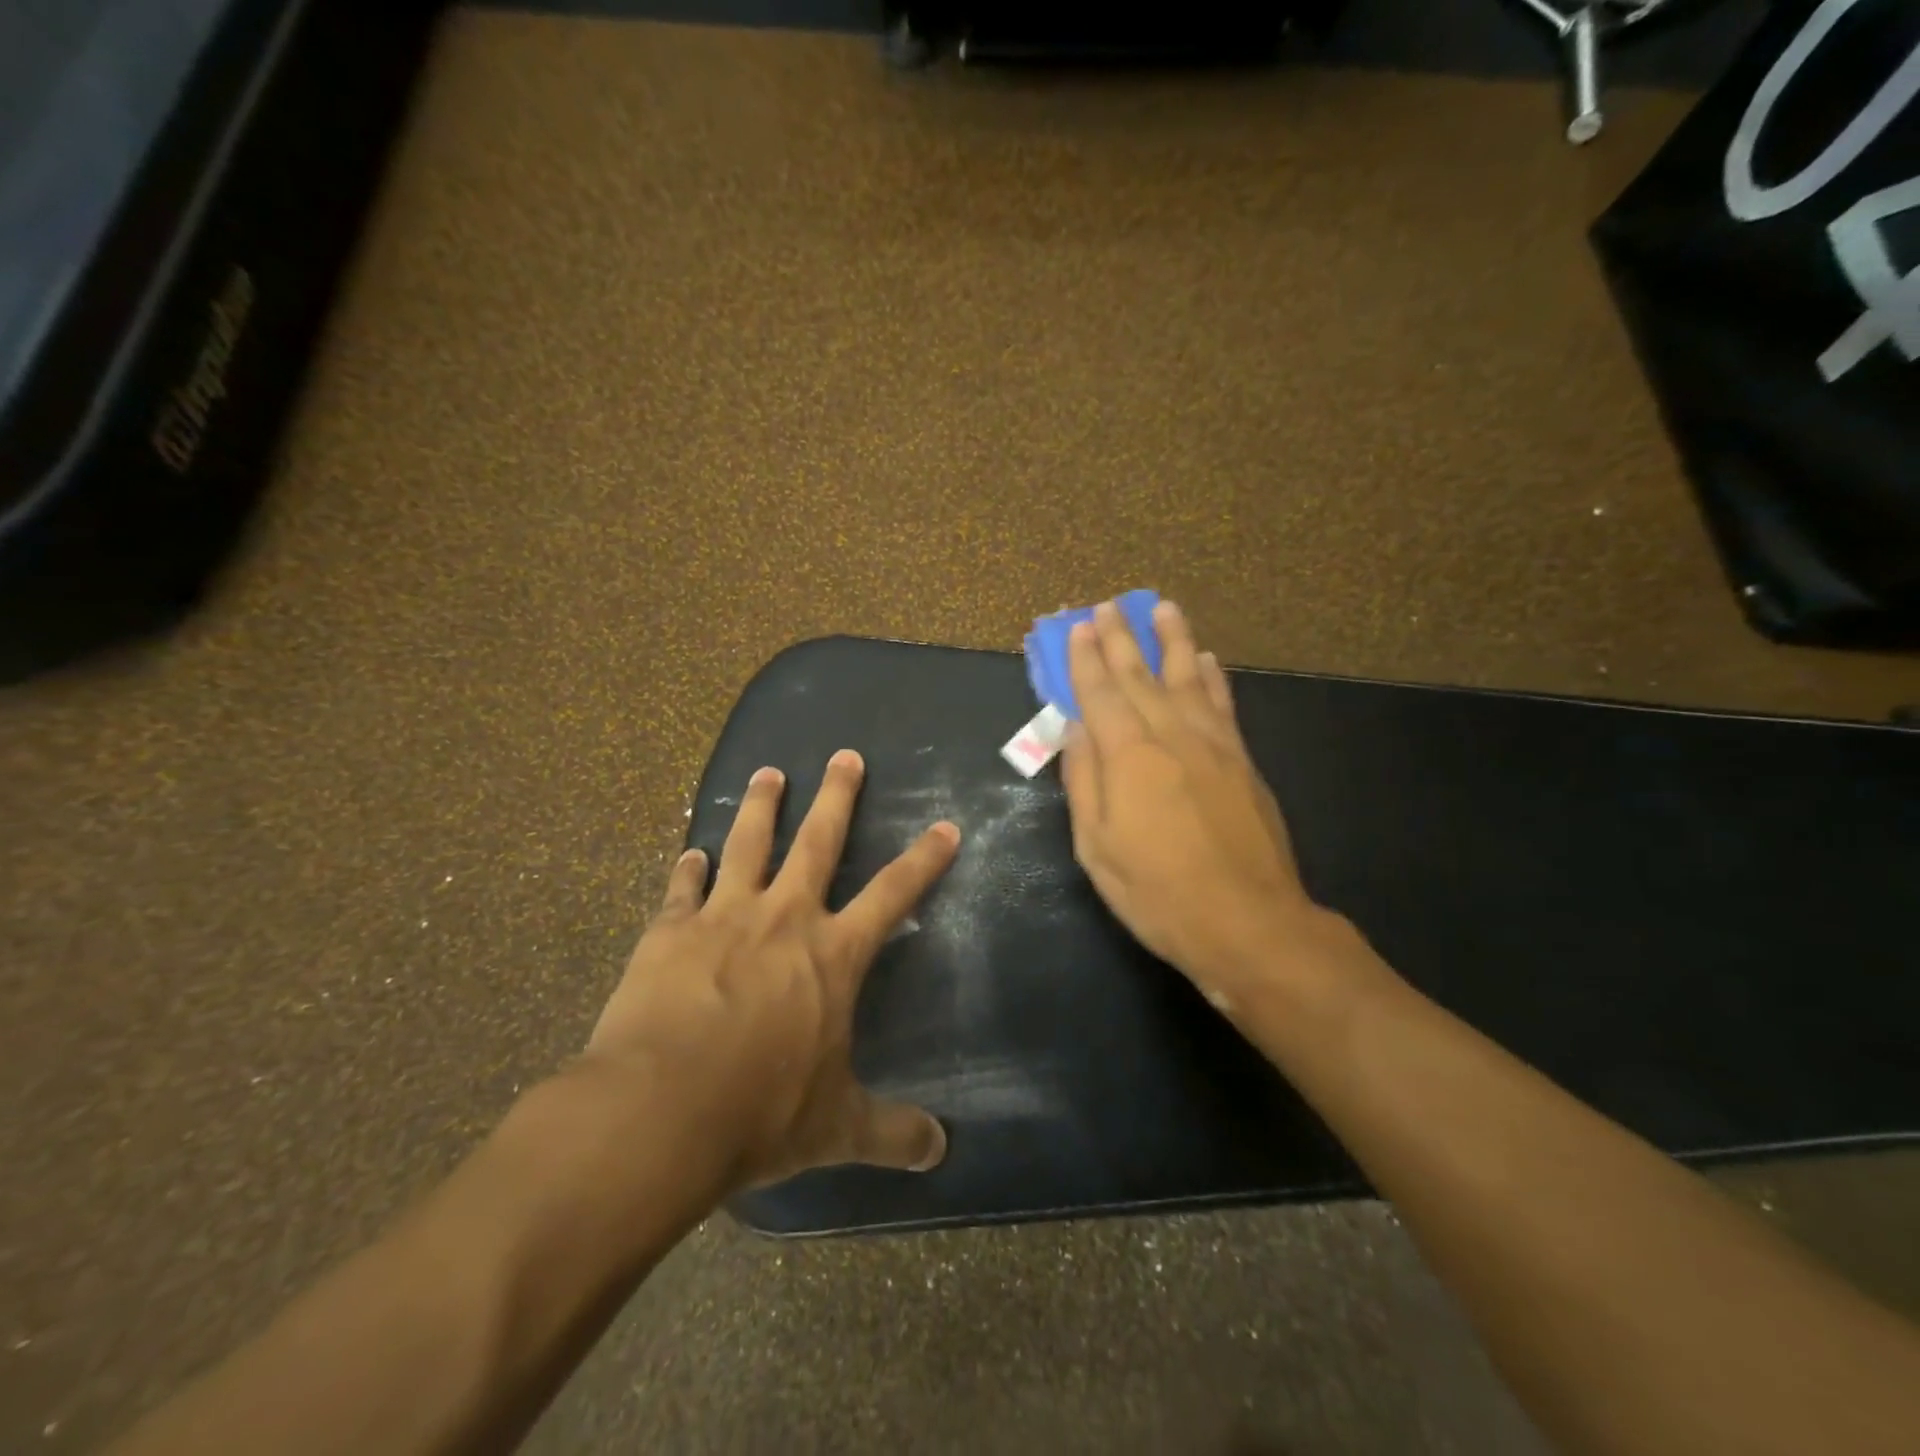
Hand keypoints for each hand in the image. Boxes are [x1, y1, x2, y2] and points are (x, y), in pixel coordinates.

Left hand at [582, 750, 960, 1189]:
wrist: (659, 1112)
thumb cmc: (761, 1113)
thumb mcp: (836, 1128)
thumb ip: (891, 1133)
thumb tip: (942, 1153)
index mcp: (832, 954)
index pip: (894, 894)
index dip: (924, 859)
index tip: (945, 826)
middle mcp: (784, 919)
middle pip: (818, 841)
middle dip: (837, 796)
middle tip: (844, 755)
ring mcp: (722, 917)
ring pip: (748, 844)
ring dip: (761, 805)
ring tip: (768, 772)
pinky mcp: (668, 932)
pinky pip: (681, 888)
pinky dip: (688, 868)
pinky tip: (690, 851)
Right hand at [1060, 599, 1323, 1002]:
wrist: (1248, 923)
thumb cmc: (1158, 892)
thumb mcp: (1097, 847)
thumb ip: (1084, 781)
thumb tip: (1075, 729)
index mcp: (1128, 756)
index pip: (1100, 694)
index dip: (1086, 659)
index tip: (1078, 627)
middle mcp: (1171, 736)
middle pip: (1140, 676)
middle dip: (1121, 639)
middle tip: (1108, 606)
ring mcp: (1213, 745)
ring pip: (1187, 678)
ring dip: (1173, 640)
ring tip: (1163, 608)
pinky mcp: (1242, 761)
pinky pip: (1223, 705)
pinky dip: (1212, 677)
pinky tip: (1206, 660)